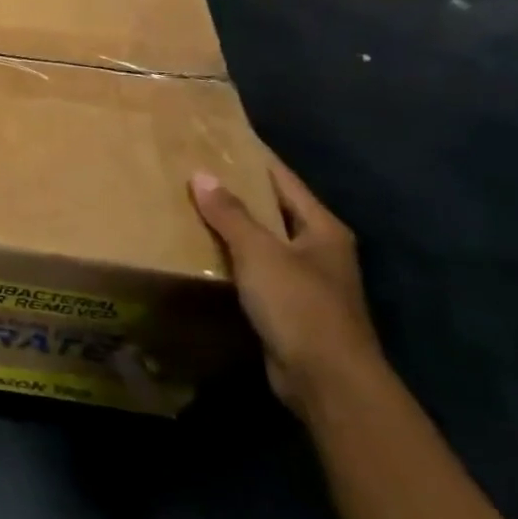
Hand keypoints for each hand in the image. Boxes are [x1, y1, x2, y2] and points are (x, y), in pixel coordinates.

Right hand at [188, 157, 381, 415]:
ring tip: (191, 208)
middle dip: (238, 193)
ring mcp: (306, 281)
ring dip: (233, 228)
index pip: (284, 180)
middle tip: (196, 172)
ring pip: (264, 242)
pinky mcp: (289, 308)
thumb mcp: (260, 253)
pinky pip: (256, 272)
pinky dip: (233, 260)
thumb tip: (202, 175)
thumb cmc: (299, 305)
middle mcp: (319, 250)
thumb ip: (230, 214)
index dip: (255, 158)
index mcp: (322, 229)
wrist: (326, 379)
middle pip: (274, 210)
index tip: (223, 139)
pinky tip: (204, 254)